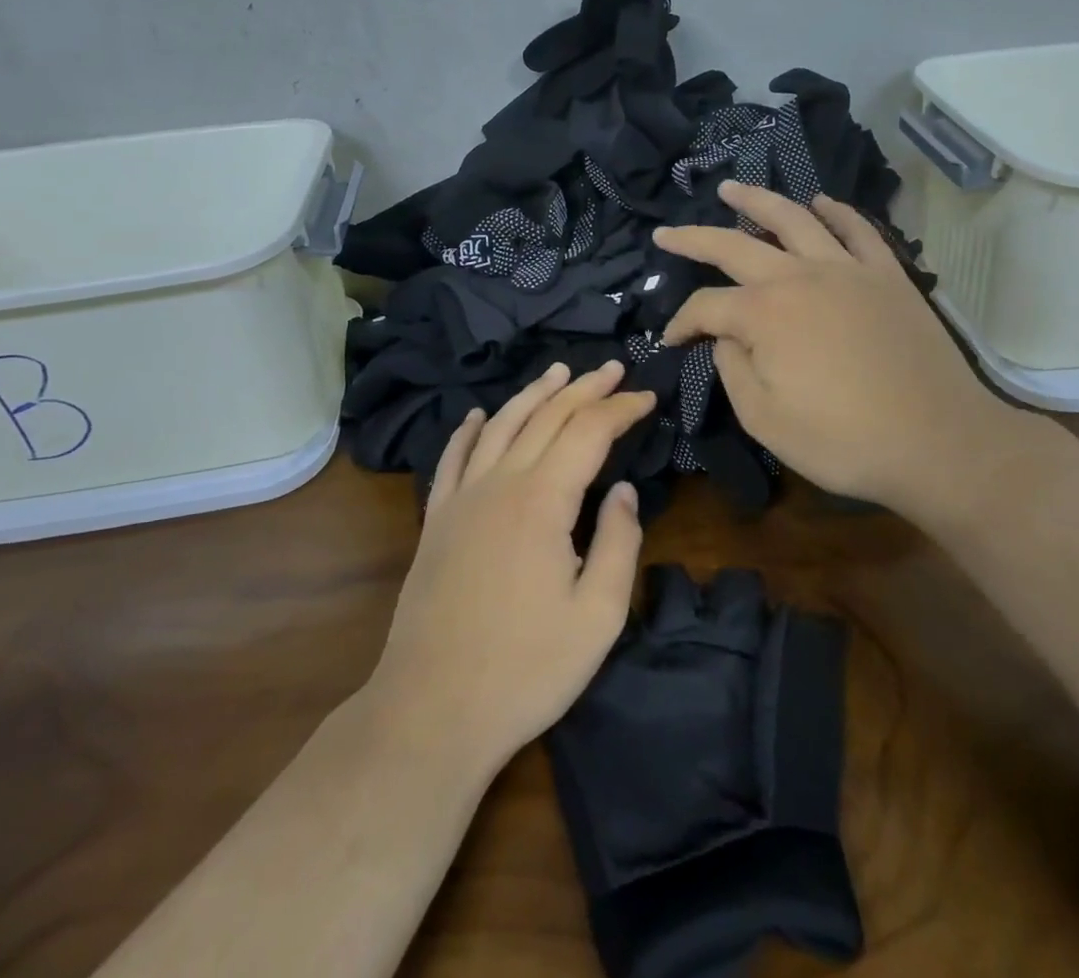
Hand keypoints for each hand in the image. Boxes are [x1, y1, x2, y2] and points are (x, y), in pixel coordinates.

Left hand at [367, 361, 655, 778]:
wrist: (431, 711)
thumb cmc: (526, 669)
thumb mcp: (597, 616)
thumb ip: (618, 544)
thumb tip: (623, 491)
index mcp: (542, 501)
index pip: (588, 432)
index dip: (620, 409)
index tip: (647, 397)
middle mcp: (499, 483)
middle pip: (545, 417)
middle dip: (583, 388)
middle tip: (613, 368)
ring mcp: (460, 498)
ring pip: (499, 425)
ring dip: (532, 394)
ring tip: (557, 372)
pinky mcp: (435, 521)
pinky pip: (452, 458)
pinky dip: (467, 430)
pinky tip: (476, 416)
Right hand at [654, 180, 1042, 520]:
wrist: (939, 442)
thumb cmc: (844, 440)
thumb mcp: (765, 420)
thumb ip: (732, 370)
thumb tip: (726, 339)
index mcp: (764, 314)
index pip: (706, 306)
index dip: (682, 323)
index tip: (671, 342)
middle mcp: (799, 276)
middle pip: (734, 245)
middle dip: (694, 238)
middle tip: (667, 232)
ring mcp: (847, 269)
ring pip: (794, 218)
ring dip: (757, 200)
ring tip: (732, 188)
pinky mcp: (887, 274)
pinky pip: (858, 230)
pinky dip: (836, 211)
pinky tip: (820, 202)